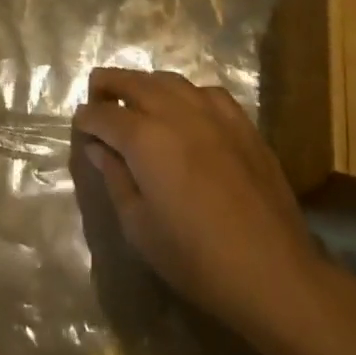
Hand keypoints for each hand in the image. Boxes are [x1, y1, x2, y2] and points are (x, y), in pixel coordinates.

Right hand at [73, 68, 327, 348]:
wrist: (274, 274)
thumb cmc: (196, 259)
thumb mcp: (139, 227)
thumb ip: (114, 178)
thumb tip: (98, 148)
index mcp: (143, 138)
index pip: (102, 114)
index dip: (86, 119)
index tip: (80, 129)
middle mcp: (174, 112)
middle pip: (131, 80)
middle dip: (107, 86)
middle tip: (98, 102)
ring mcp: (212, 113)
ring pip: (168, 80)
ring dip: (145, 87)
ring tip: (138, 105)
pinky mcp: (242, 124)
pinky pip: (206, 93)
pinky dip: (186, 95)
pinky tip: (186, 114)